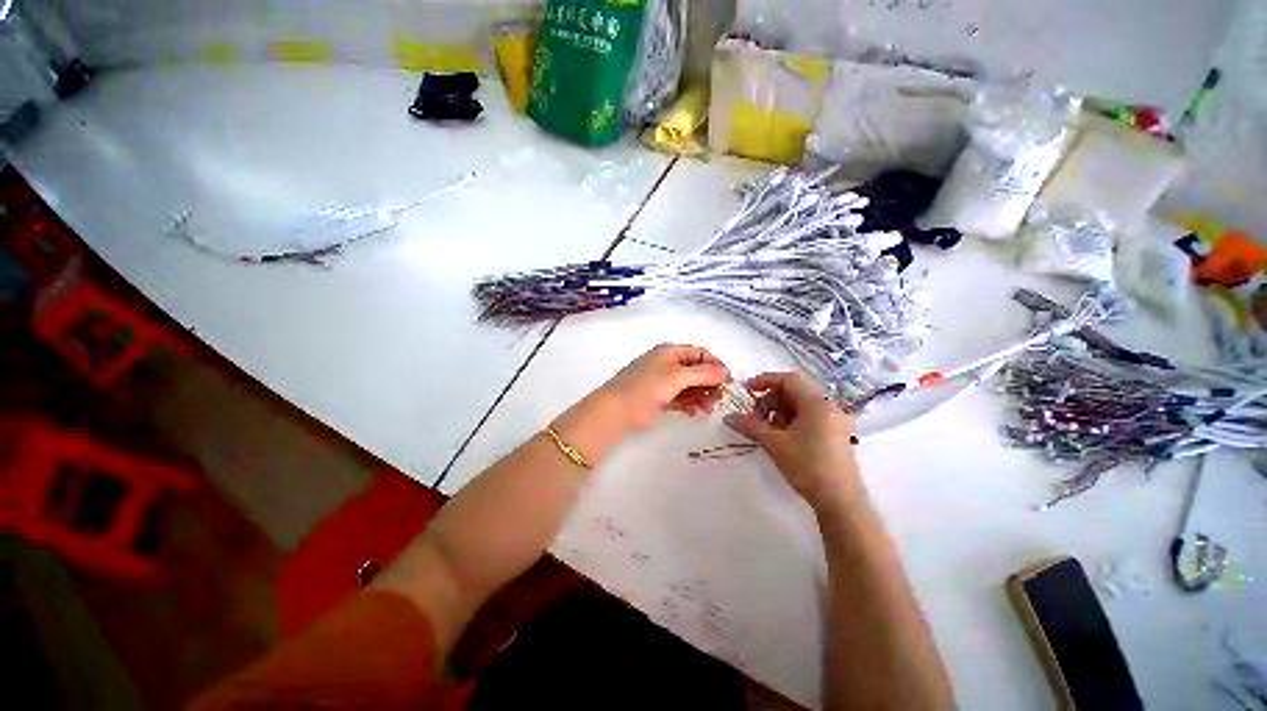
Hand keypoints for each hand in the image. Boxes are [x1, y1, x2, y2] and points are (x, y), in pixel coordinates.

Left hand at [596, 344, 731, 429]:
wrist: (616, 411)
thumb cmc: (646, 387)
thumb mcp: (677, 376)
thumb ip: (703, 373)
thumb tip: (726, 372)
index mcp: (670, 352)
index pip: (700, 353)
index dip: (715, 364)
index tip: (728, 380)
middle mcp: (667, 363)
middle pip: (696, 370)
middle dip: (710, 382)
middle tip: (719, 398)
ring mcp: (663, 381)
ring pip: (690, 385)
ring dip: (702, 395)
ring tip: (708, 409)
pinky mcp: (660, 398)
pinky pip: (681, 398)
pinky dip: (690, 404)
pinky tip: (696, 413)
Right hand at [724, 372, 862, 510]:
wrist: (840, 501)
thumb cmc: (807, 466)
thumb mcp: (774, 444)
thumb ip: (750, 426)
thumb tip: (728, 418)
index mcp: (817, 403)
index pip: (788, 379)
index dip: (765, 381)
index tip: (747, 391)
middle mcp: (828, 406)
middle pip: (793, 391)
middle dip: (770, 401)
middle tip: (756, 418)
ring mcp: (834, 419)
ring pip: (800, 404)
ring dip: (779, 412)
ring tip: (768, 432)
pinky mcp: (835, 432)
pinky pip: (808, 416)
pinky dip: (791, 420)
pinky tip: (782, 437)